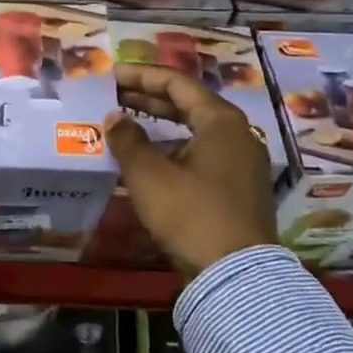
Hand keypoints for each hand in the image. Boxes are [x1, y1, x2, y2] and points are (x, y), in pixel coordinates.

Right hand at [103, 64, 278, 276]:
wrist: (238, 277)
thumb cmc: (192, 214)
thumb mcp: (149, 175)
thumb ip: (128, 140)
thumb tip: (114, 118)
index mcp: (221, 121)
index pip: (176, 83)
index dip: (141, 76)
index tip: (111, 75)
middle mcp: (237, 135)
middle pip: (188, 104)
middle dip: (148, 99)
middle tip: (114, 97)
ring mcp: (241, 163)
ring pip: (194, 131)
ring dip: (159, 126)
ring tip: (125, 126)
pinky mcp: (238, 189)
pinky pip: (201, 154)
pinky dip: (173, 149)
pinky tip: (148, 160)